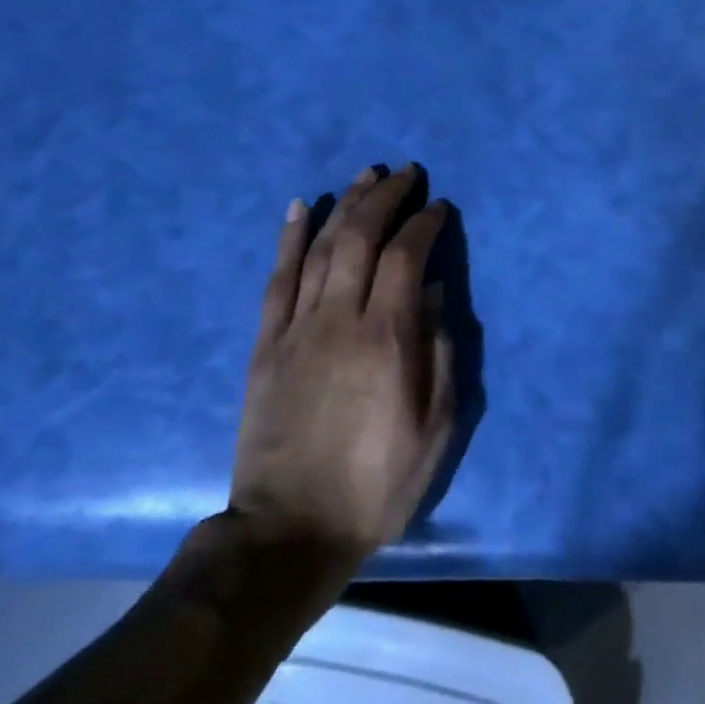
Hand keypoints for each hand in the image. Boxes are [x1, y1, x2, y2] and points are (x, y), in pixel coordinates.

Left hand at [228, 165, 453, 564]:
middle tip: (405, 172)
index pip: (407, 256)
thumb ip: (439, 352)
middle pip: (361, 237)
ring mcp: (296, 328)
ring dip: (345, 204)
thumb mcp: (434, 428)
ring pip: (320, 247)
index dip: (424, 223)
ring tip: (364, 175)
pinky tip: (299, 207)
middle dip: (385, 197)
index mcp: (387, 338)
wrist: (290, 531)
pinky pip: (276, 279)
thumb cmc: (376, 482)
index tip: (438, 206)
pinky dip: (288, 238)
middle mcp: (340, 318)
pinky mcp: (265, 344)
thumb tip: (436, 292)